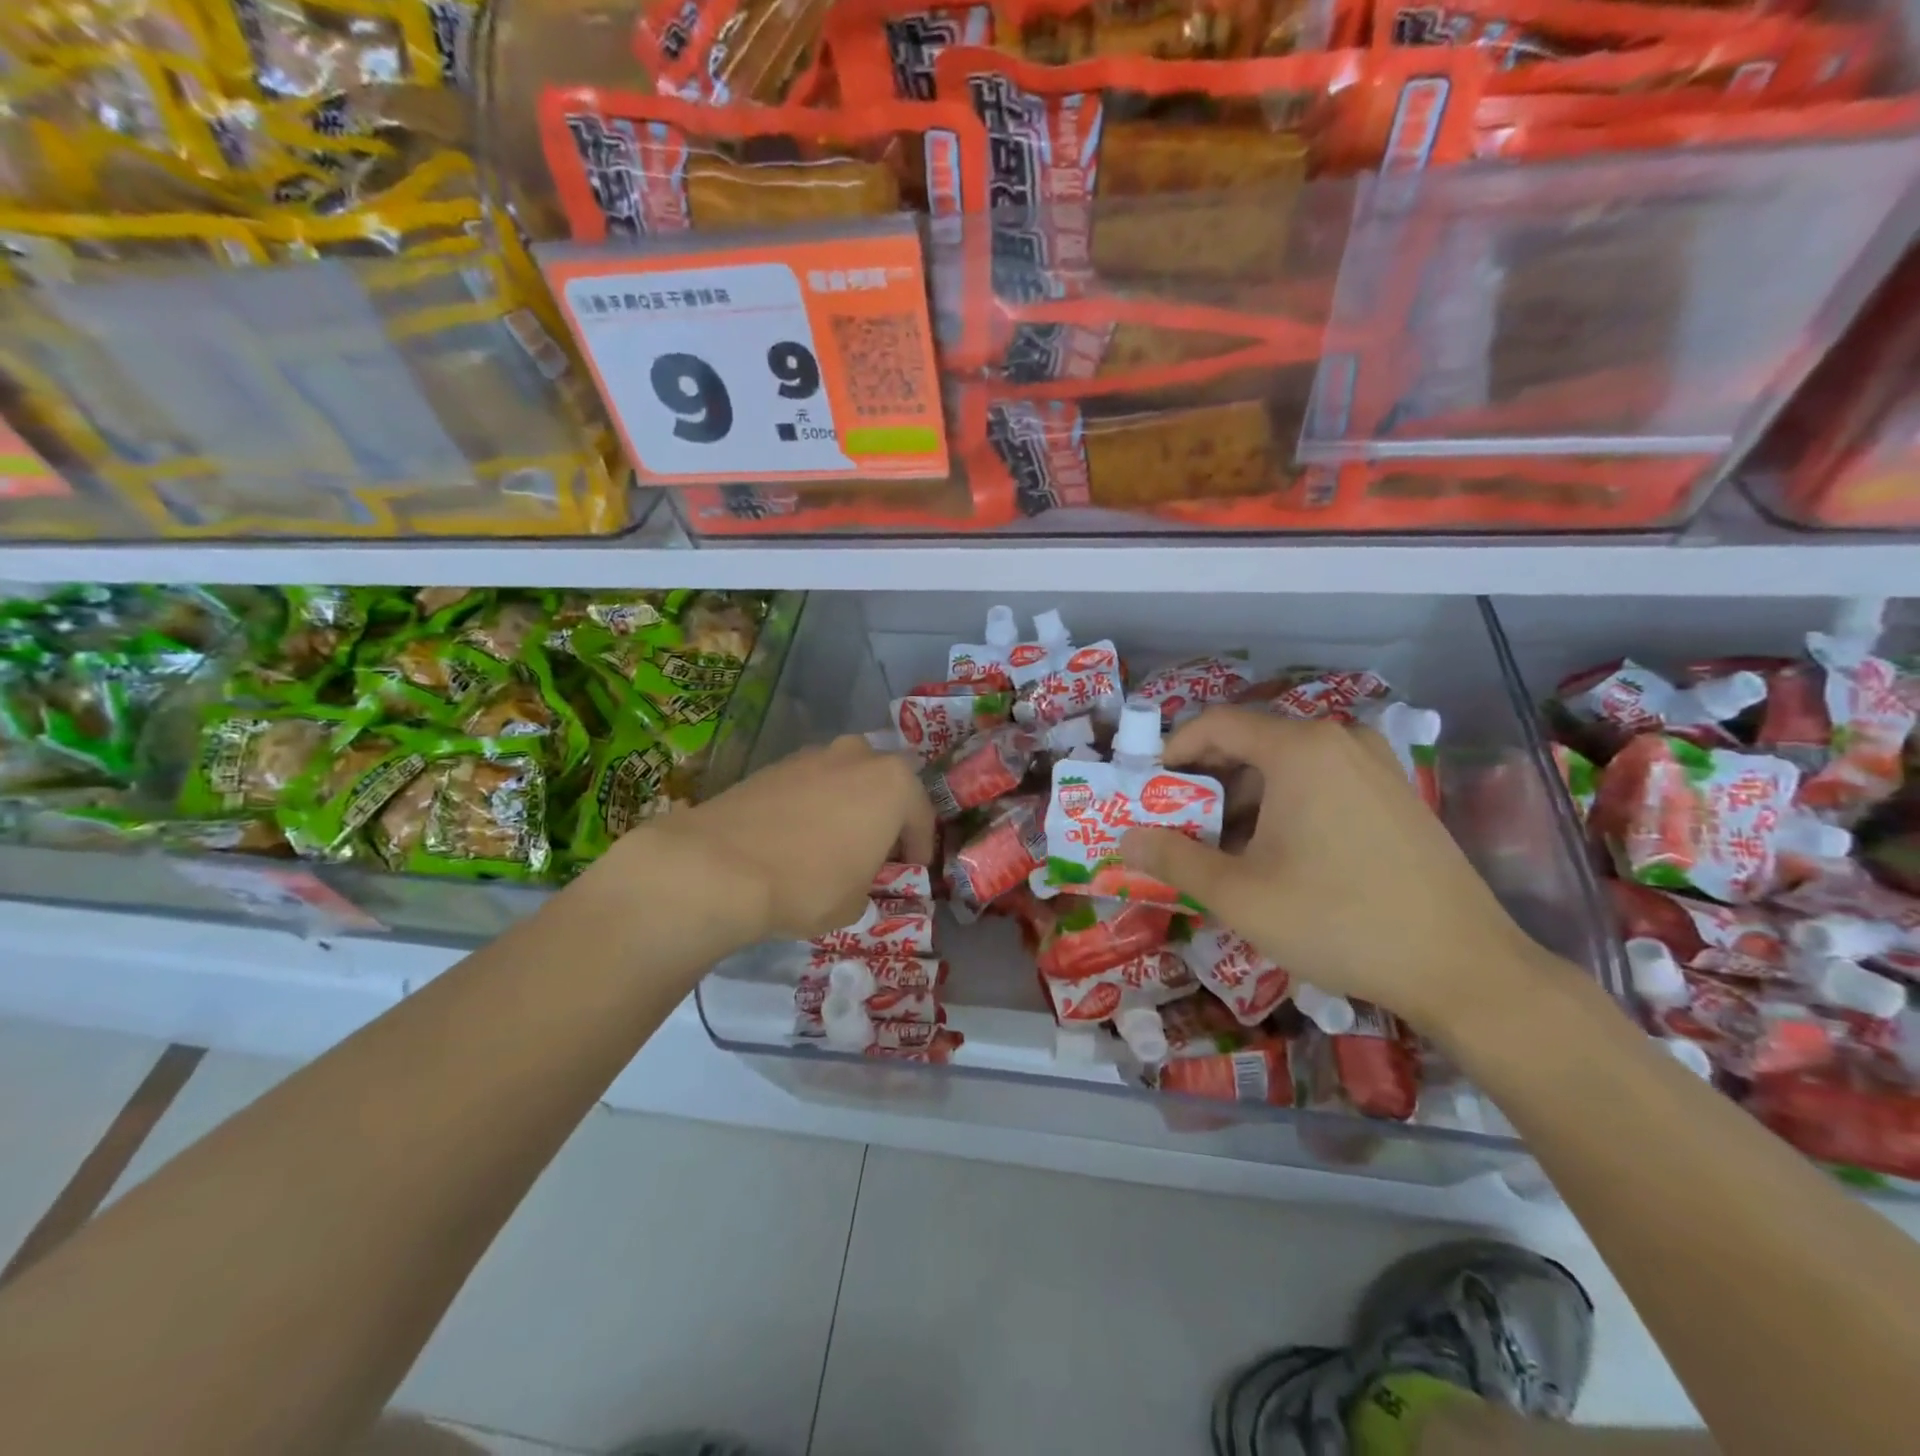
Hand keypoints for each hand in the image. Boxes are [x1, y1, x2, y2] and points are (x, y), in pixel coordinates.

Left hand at [637, 735, 935, 942]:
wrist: (721, 867)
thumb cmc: (809, 885)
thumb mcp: (856, 902)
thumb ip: (869, 881)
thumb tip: (857, 876)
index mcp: (894, 783)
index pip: (922, 815)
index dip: (920, 847)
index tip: (913, 869)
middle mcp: (858, 757)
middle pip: (883, 784)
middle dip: (883, 813)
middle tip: (876, 848)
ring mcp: (812, 755)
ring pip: (844, 778)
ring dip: (846, 804)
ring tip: (833, 840)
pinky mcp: (773, 765)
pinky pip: (808, 784)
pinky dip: (811, 804)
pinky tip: (796, 835)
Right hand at [1120, 708, 1548, 1037]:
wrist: (1463, 968)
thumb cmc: (1339, 920)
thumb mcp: (1239, 895)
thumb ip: (1173, 860)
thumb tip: (1126, 839)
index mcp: (1300, 749)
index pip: (1216, 724)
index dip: (1172, 751)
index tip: (1148, 790)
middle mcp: (1339, 741)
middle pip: (1251, 743)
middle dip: (1205, 782)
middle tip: (1179, 827)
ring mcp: (1375, 766)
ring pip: (1286, 766)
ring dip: (1244, 799)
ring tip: (1224, 850)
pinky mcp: (1397, 795)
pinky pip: (1321, 783)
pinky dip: (1285, 806)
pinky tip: (1279, 856)